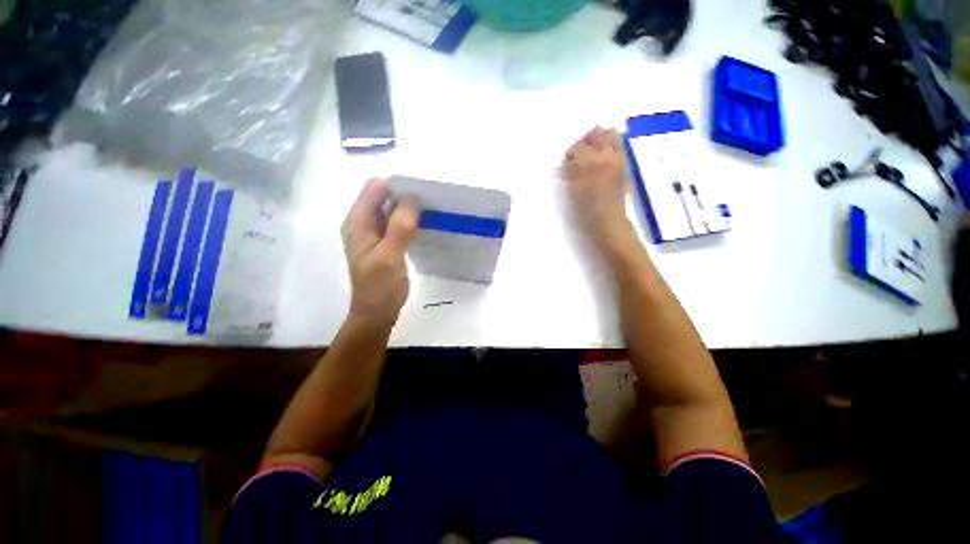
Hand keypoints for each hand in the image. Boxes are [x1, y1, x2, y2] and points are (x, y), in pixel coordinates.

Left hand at [342, 178, 419, 327]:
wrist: (378, 312)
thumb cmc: (379, 286)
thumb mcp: (389, 255)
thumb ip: (399, 226)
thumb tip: (413, 197)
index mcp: (358, 221)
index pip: (375, 189)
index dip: (397, 186)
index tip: (421, 191)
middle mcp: (365, 223)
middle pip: (385, 197)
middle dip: (406, 195)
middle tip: (432, 200)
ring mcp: (377, 233)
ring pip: (394, 210)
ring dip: (410, 208)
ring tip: (433, 209)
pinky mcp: (389, 243)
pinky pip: (400, 224)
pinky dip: (412, 221)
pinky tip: (427, 223)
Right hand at [564, 126, 630, 242]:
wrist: (609, 219)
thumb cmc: (587, 208)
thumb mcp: (574, 189)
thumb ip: (572, 170)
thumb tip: (572, 160)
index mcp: (592, 162)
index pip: (579, 147)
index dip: (571, 152)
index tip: (568, 160)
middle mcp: (608, 156)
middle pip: (601, 132)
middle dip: (589, 138)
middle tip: (581, 150)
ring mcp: (619, 160)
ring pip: (612, 137)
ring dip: (600, 141)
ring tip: (591, 155)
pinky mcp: (624, 166)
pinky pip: (617, 148)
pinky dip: (608, 149)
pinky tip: (600, 163)